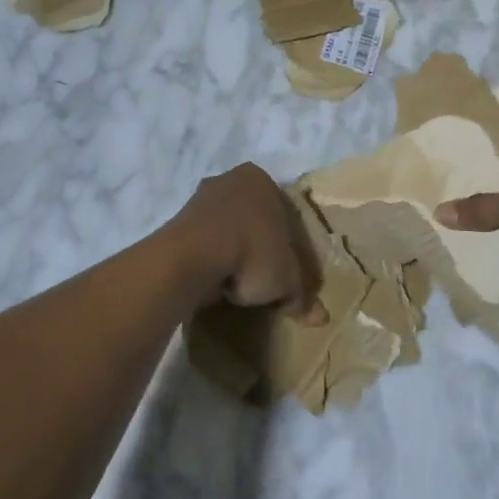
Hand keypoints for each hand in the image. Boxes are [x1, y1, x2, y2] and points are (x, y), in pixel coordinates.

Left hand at [173, 163, 321, 315]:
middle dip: (262, 248)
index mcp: (261, 180)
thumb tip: (320, 318)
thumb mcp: (287, 278)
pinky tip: (218, 283)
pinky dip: (213, 261)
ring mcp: (199, 199)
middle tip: (267, 281)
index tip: (292, 275)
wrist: (193, 256)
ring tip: (240, 287)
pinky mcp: (177, 222)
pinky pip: (205, 244)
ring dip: (235, 254)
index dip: (293, 248)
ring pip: (228, 230)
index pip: (286, 215)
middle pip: (255, 220)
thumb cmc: (252, 252)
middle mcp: (230, 180)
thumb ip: (303, 294)